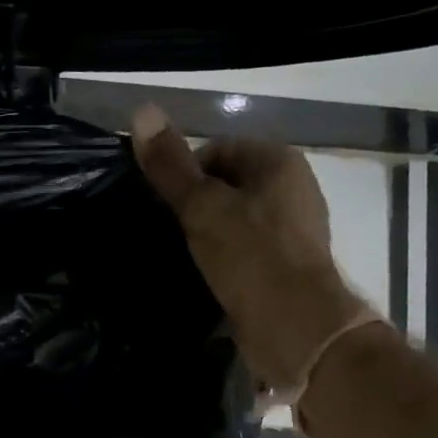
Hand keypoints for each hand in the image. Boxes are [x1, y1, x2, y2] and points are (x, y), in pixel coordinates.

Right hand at [131, 103, 369, 388]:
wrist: (296, 326)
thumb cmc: (251, 256)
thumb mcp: (202, 207)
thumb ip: (171, 166)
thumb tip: (141, 111)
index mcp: (279, 162)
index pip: (218, 150)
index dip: (185, 174)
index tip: (165, 207)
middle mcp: (293, 190)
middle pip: (228, 186)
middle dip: (196, 208)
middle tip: (169, 234)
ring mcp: (294, 232)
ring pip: (236, 222)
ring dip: (208, 238)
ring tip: (182, 259)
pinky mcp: (288, 269)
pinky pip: (247, 253)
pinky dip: (225, 262)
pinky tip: (205, 279)